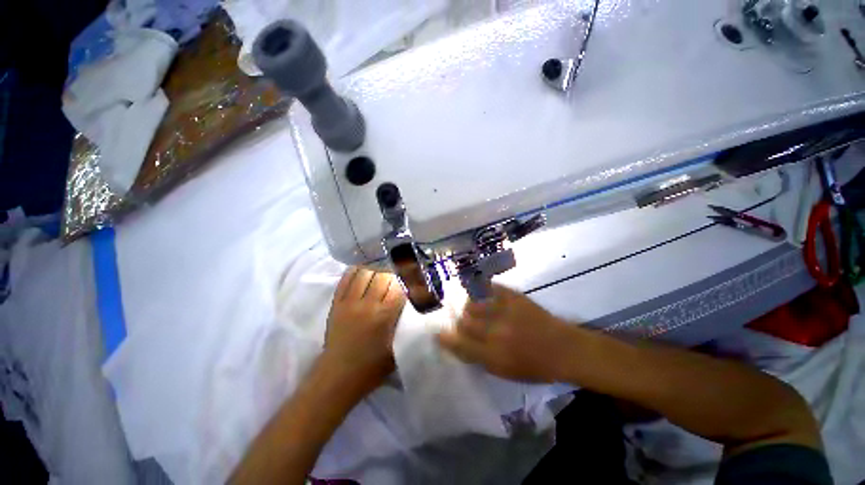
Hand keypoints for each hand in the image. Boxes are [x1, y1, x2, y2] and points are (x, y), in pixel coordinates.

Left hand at [323, 266, 406, 395]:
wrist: (338, 376)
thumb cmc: (372, 367)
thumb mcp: (397, 348)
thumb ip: (406, 325)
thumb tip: (413, 305)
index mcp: (384, 316)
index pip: (399, 288)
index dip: (407, 280)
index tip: (412, 278)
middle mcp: (368, 305)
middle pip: (383, 276)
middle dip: (393, 273)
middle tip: (397, 275)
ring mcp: (350, 302)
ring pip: (365, 273)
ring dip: (376, 270)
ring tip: (381, 271)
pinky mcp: (336, 303)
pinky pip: (346, 279)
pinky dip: (355, 271)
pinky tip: (363, 269)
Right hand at [437, 284, 572, 382]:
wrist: (563, 348)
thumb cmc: (535, 366)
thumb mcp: (505, 372)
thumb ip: (479, 358)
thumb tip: (459, 345)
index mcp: (494, 355)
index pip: (460, 344)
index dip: (446, 338)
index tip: (439, 334)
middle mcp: (496, 332)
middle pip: (464, 321)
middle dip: (460, 322)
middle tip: (464, 323)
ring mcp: (505, 311)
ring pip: (473, 303)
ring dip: (470, 307)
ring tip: (475, 309)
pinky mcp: (513, 297)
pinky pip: (489, 288)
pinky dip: (482, 289)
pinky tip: (481, 291)